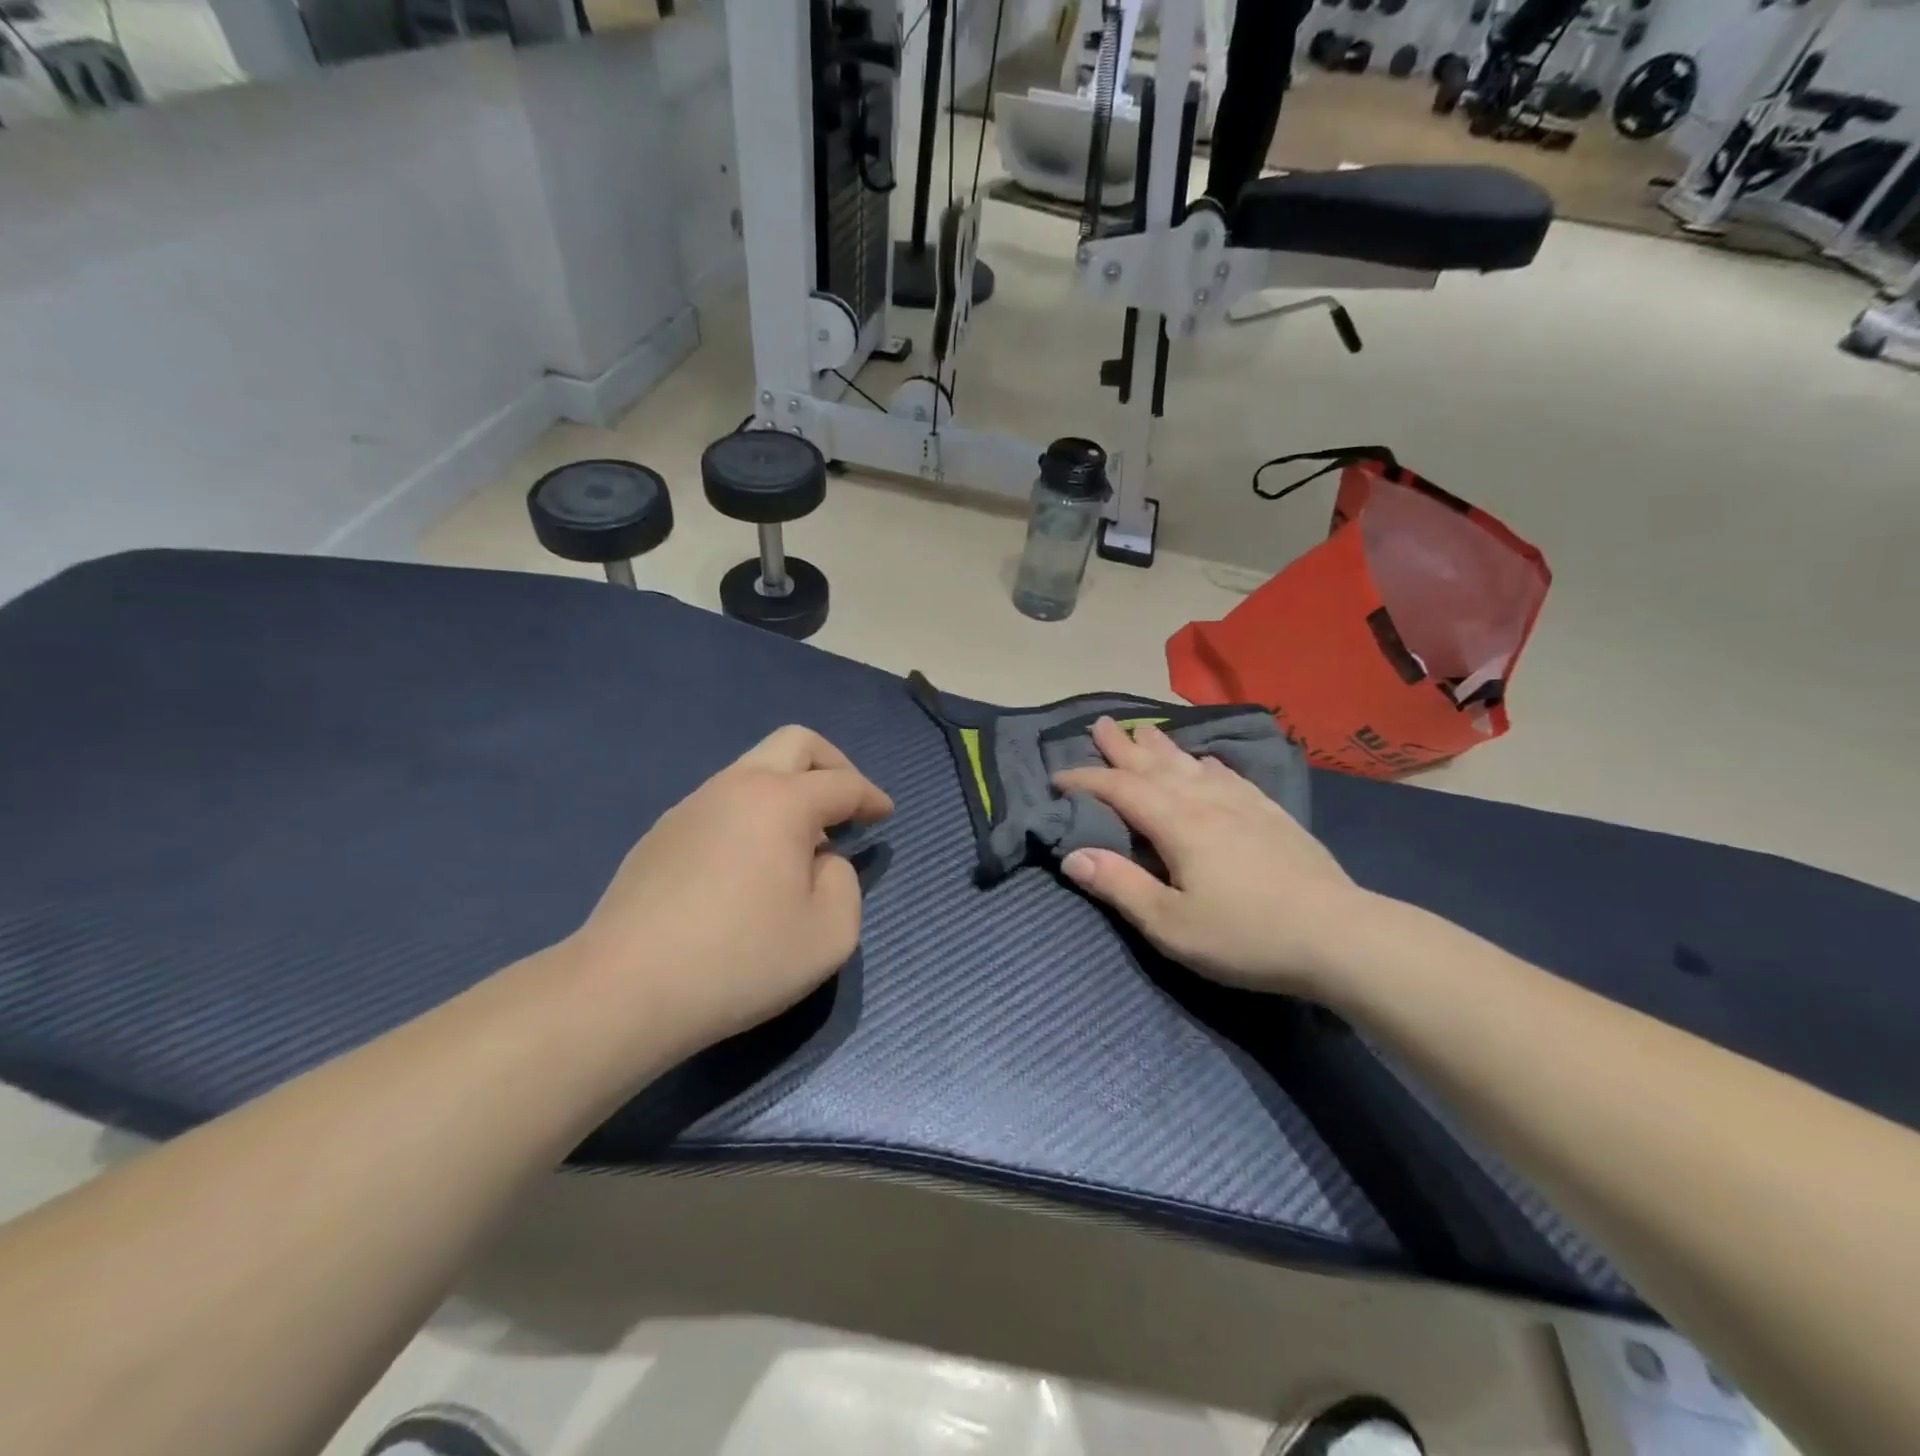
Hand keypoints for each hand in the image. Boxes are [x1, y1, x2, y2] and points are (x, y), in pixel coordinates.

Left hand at [569, 726, 892, 1054]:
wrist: (625, 990)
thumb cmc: (740, 960)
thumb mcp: (829, 934)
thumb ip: (844, 884)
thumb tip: (821, 861)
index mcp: (780, 802)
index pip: (842, 784)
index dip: (872, 796)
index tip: (885, 814)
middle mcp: (735, 787)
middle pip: (795, 743)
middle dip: (833, 763)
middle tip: (848, 803)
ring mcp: (692, 806)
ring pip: (753, 770)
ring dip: (790, 790)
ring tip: (802, 843)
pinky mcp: (661, 834)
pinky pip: (723, 803)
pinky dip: (754, 814)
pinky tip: (752, 865)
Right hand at [1053, 718, 1370, 997]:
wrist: (1341, 937)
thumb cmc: (1246, 936)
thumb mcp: (1171, 924)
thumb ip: (1120, 886)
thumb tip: (1072, 855)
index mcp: (1178, 824)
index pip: (1121, 790)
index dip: (1087, 780)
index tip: (1058, 777)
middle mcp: (1207, 802)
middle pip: (1156, 765)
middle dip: (1123, 746)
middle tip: (1101, 723)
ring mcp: (1244, 805)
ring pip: (1193, 765)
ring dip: (1163, 747)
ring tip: (1145, 730)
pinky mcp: (1273, 815)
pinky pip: (1230, 777)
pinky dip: (1208, 765)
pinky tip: (1208, 762)